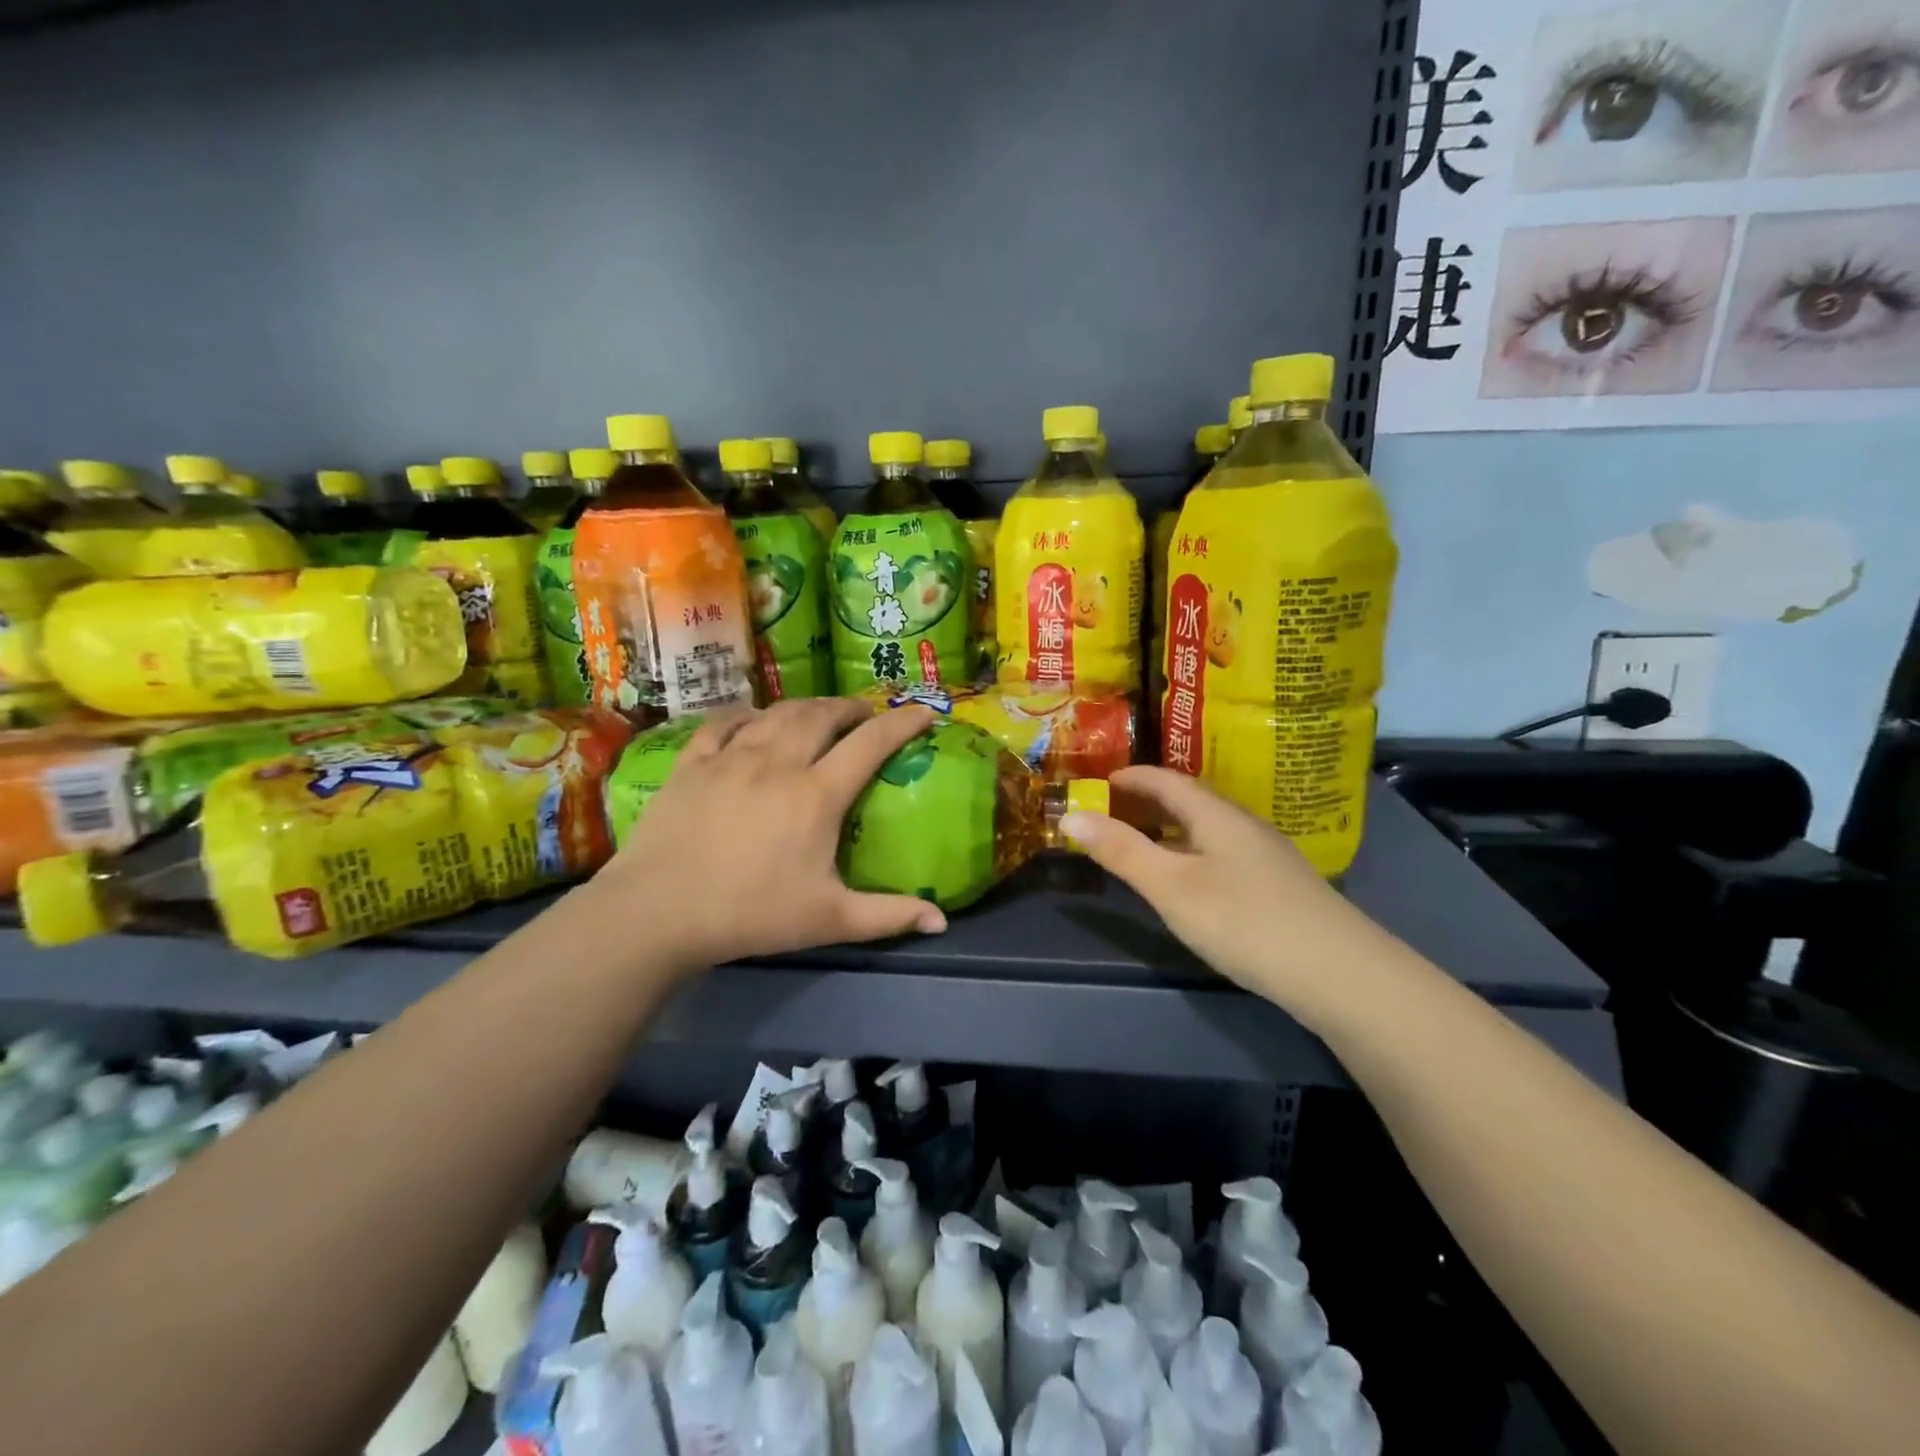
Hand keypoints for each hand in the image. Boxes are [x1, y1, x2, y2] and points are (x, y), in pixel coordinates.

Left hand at [598, 698, 947, 971]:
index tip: (923, 711)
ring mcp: (730, 757)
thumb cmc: (751, 914)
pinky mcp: (692, 763)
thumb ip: (889, 916)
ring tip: (818, 712)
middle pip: (822, 715)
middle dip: (850, 707)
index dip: (902, 721)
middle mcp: (778, 761)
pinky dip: (746, 714)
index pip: (870, 743)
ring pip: (777, 712)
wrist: (658, 912)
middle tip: (864, 714)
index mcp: (816, 794)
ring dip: (806, 706)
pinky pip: (723, 723)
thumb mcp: (829, 920)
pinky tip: (752, 719)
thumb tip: (941, 923)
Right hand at [1062, 766, 1381, 1012]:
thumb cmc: (1243, 921)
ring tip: (1143, 839)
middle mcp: (1243, 824)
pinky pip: (1222, 849)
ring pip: (1208, 826)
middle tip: (1113, 808)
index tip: (1102, 779)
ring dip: (1172, 825)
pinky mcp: (1278, 884)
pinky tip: (1190, 876)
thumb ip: (1121, 851)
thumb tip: (1071, 817)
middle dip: (1149, 799)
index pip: (1167, 780)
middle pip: (1190, 799)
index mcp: (1216, 815)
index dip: (1132, 776)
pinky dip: (1192, 848)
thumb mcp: (1170, 887)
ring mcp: (1266, 854)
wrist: (1338, 973)